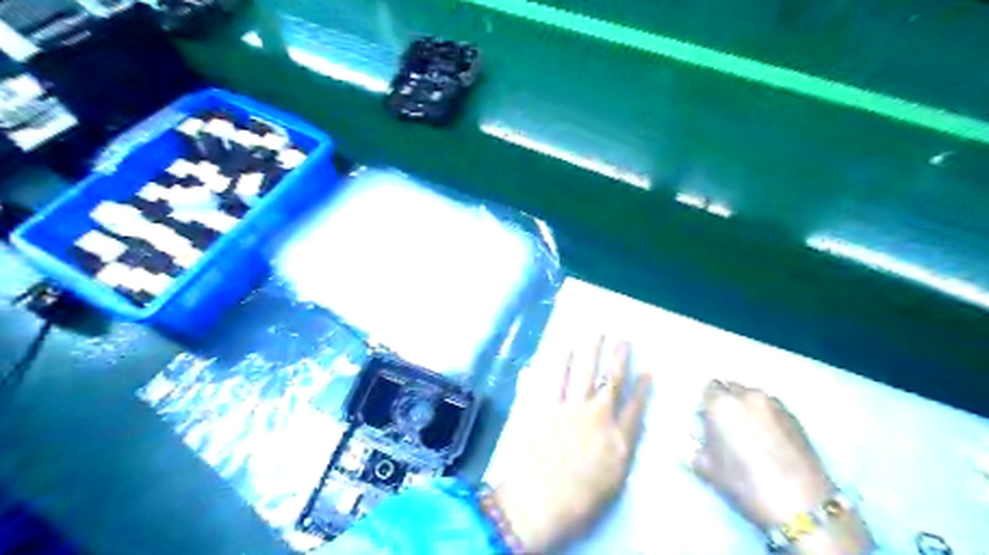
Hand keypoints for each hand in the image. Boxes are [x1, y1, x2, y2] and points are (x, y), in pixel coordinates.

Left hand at [492, 337, 649, 552]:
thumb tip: (623, 431)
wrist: (540, 503)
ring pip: (582, 373)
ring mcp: (569, 409)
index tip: (648, 370)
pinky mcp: (544, 408)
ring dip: (588, 351)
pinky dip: (554, 364)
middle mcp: (597, 417)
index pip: (635, 407)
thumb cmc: (581, 503)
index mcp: (618, 439)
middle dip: (618, 358)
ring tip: (593, 333)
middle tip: (622, 338)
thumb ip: (620, 450)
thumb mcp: (614, 482)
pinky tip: (557, 350)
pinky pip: (551, 380)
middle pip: (611, 382)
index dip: (643, 388)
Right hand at [693, 382, 870, 554]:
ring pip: (753, 396)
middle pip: (731, 388)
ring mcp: (774, 404)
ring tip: (750, 433)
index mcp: (721, 404)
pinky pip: (772, 408)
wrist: (801, 505)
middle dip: (727, 401)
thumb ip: (696, 448)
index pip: (708, 388)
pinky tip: (769, 439)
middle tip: (726, 426)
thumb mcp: (707, 469)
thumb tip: (697, 442)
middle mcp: (746, 396)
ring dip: (747, 407)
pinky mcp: (795, 417)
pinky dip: (766, 416)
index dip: (707, 403)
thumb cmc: (745, 484)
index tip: (707, 420)